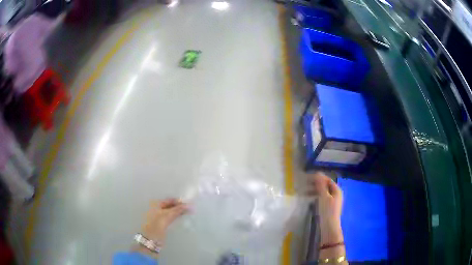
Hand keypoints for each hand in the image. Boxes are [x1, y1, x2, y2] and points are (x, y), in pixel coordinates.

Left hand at [141, 198, 188, 242]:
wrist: (152, 238)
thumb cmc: (157, 224)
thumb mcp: (168, 215)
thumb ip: (178, 209)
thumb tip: (189, 205)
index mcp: (156, 203)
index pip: (169, 200)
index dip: (178, 201)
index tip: (188, 204)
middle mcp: (157, 208)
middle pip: (170, 205)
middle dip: (179, 206)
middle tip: (189, 208)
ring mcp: (159, 216)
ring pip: (170, 211)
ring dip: (178, 211)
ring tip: (188, 213)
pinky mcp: (161, 223)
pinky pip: (170, 217)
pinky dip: (176, 216)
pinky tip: (181, 217)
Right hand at [307, 173, 343, 243]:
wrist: (329, 227)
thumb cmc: (327, 211)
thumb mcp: (323, 197)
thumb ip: (321, 185)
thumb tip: (317, 173)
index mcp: (336, 190)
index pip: (327, 180)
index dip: (318, 178)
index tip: (307, 178)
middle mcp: (335, 194)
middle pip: (325, 186)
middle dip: (315, 184)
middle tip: (304, 185)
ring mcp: (332, 201)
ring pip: (322, 192)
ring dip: (314, 190)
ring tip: (304, 192)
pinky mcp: (328, 207)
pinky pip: (321, 198)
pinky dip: (315, 196)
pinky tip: (309, 199)